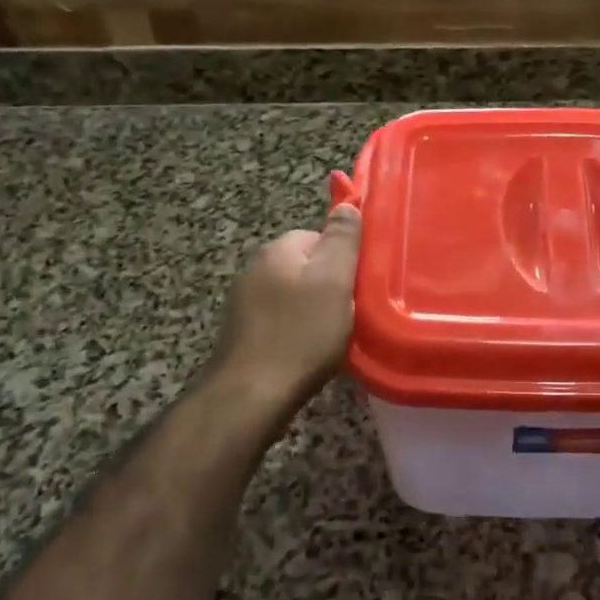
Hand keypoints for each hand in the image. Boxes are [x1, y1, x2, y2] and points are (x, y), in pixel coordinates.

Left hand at [211, 205, 361, 407]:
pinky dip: (296, 332)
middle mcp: (255, 269)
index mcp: (277, 250)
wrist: (250, 395)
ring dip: (313, 311)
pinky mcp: (242, 334)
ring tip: (331, 337)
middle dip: (328, 287)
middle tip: (349, 313)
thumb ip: (342, 240)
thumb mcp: (334, 281)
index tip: (357, 285)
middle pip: (305, 266)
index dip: (342, 259)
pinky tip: (307, 352)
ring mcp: (244, 303)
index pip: (318, 236)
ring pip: (293, 295)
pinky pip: (280, 321)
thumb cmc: (300, 334)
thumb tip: (347, 204)